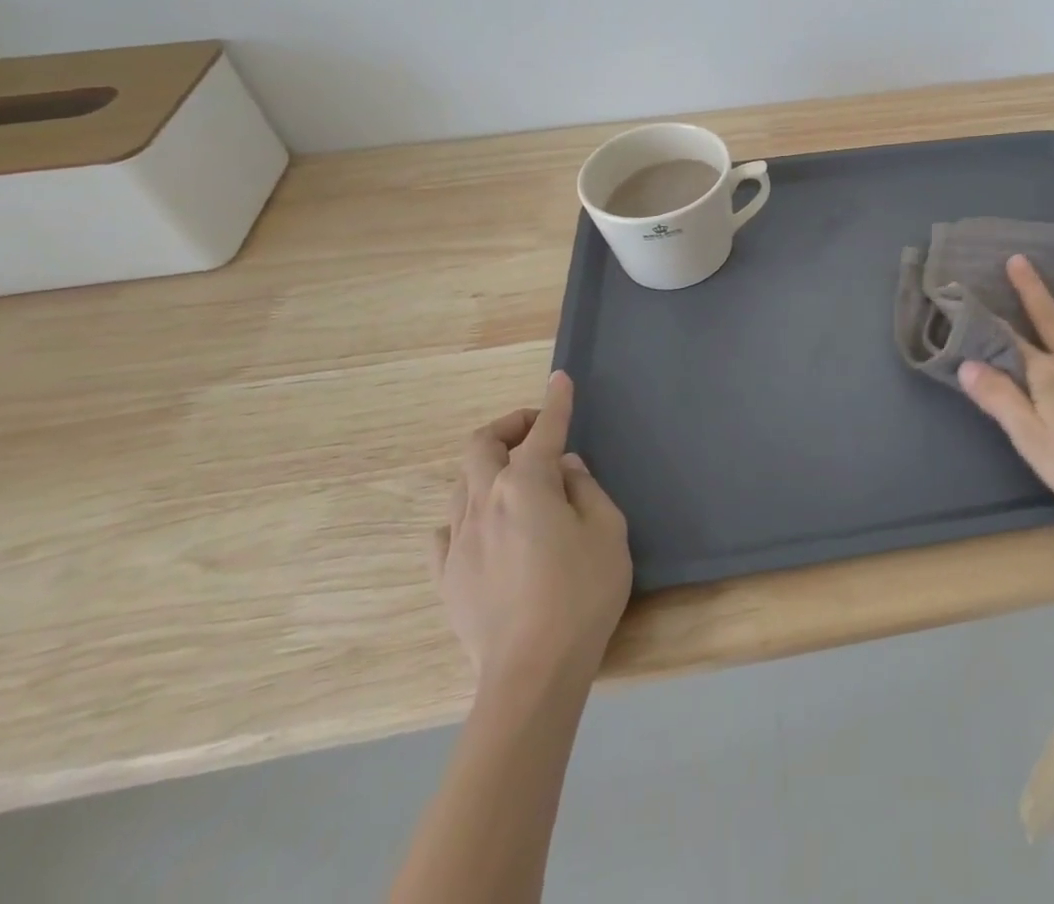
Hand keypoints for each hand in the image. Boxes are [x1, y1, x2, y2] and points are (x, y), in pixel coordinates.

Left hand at [432, 372, 631, 696]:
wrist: (531, 673)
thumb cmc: (583, 593)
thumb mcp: (608, 531)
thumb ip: (585, 490)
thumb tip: (564, 469)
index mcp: (526, 485)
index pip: (543, 430)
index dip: (555, 402)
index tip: (560, 380)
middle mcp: (485, 501)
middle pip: (480, 446)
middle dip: (508, 427)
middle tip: (535, 432)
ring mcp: (458, 540)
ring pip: (460, 483)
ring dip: (487, 467)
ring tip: (516, 480)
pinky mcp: (446, 575)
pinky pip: (445, 529)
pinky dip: (465, 513)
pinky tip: (484, 525)